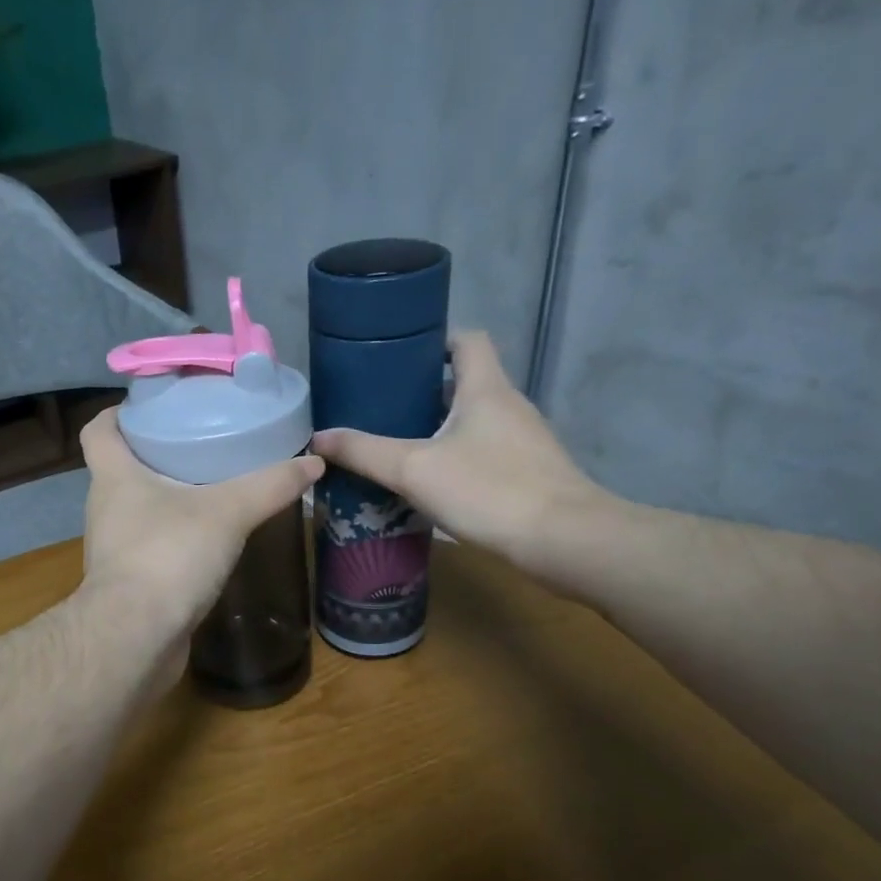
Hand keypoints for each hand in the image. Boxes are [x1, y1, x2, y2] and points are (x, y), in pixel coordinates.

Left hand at [78, 408, 323, 638]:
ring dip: (166, 498)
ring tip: (211, 488)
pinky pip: (150, 547)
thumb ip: (270, 485)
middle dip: (155, 453)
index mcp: (113, 477)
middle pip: (121, 468)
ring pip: (137, 510)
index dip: (117, 413)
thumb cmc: (168, 556)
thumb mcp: (228, 512)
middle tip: (199, 442)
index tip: (150, 407)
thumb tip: (313, 463)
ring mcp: (113, 549)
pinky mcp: (128, 583)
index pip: (97, 430)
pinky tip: (208, 541)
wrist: (135, 638)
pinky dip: (174, 538)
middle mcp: (105, 509)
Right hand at [310, 332, 607, 567]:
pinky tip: (430, 483)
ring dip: (437, 427)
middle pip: (465, 382)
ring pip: (473, 420)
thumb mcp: (414, 469)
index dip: (435, 340)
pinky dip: (456, 456)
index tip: (398, 358)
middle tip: (380, 409)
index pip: (467, 339)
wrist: (564, 540)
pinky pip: (484, 450)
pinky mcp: (528, 472)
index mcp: (485, 388)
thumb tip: (317, 438)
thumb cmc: (489, 490)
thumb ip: (364, 452)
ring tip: (396, 445)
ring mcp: (523, 440)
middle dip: (422, 391)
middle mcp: (508, 405)